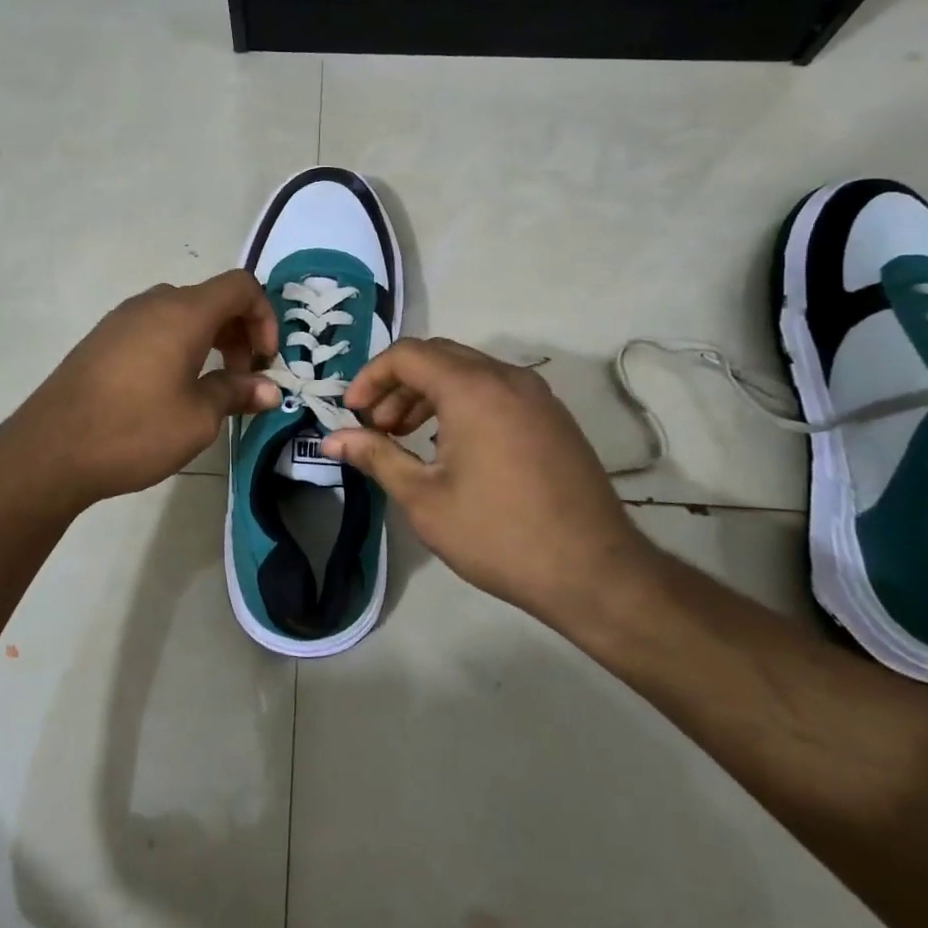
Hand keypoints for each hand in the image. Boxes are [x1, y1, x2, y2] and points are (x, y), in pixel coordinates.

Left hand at [3, 270, 281, 509]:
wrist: (50, 450)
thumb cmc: (134, 429)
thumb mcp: (198, 418)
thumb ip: (236, 393)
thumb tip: (270, 390)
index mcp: (184, 312)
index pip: (241, 286)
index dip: (265, 317)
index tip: (264, 362)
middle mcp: (153, 304)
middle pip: (212, 299)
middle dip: (239, 333)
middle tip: (242, 380)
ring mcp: (122, 319)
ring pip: (182, 314)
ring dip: (209, 341)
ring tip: (210, 387)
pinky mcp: (102, 339)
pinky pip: (154, 328)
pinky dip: (178, 346)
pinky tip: (170, 389)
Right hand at [321, 337, 659, 628]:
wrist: (595, 573)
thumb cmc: (498, 534)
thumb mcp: (424, 498)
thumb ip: (376, 456)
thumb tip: (332, 439)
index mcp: (473, 388)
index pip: (407, 354)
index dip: (371, 377)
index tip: (352, 414)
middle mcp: (507, 377)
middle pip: (437, 356)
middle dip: (397, 385)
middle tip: (376, 426)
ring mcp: (536, 395)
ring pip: (468, 372)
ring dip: (428, 394)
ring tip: (405, 437)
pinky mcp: (553, 417)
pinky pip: (495, 391)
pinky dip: (461, 404)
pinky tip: (449, 447)